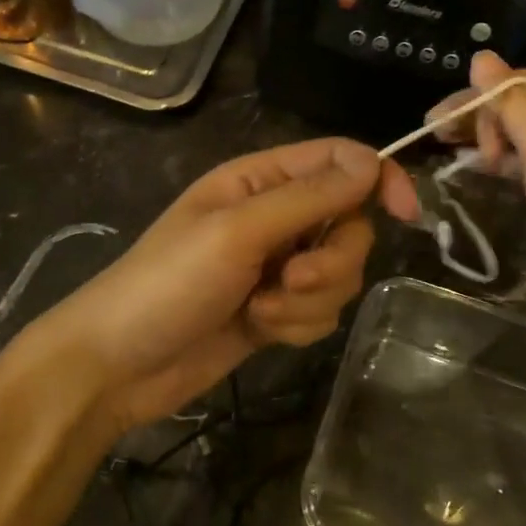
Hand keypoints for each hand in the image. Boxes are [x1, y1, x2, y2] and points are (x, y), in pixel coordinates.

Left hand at [41, 137, 391, 439]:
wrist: (119, 365)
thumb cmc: (168, 283)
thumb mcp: (237, 231)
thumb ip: (308, 198)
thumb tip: (372, 163)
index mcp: (261, 180)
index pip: (340, 161)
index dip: (378, 180)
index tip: (406, 214)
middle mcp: (275, 217)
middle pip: (349, 224)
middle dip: (331, 259)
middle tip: (291, 278)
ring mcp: (277, 267)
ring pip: (340, 274)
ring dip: (309, 298)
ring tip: (262, 310)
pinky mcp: (277, 310)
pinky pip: (321, 310)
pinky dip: (298, 324)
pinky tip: (260, 330)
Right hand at [391, 52, 525, 349]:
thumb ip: (514, 103)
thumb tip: (481, 58)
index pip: (523, 81)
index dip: (478, 97)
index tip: (436, 126)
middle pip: (525, 106)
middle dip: (483, 120)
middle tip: (443, 145)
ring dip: (492, 144)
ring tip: (457, 161)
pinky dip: (507, 169)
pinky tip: (485, 176)